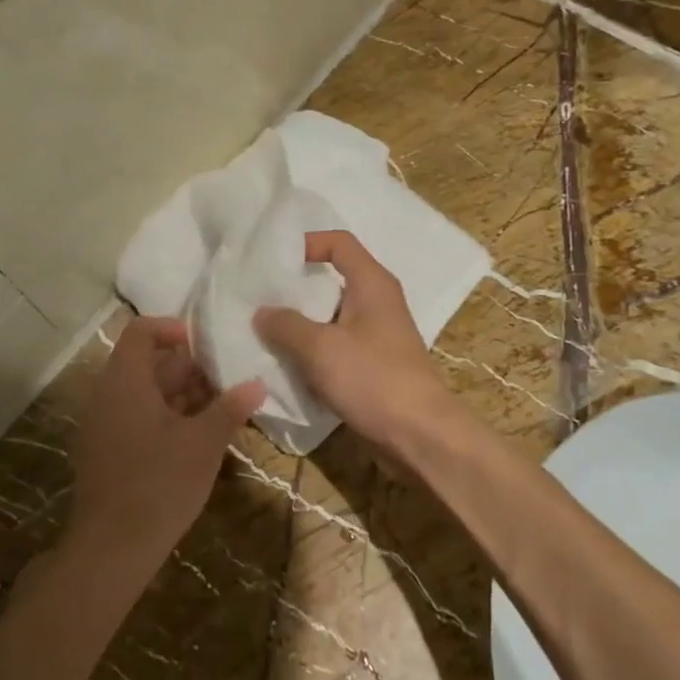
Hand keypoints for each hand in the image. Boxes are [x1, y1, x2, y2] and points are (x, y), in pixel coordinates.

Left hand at [63, 316, 263, 569]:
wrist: (110, 550)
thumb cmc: (159, 485)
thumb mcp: (203, 444)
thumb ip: (230, 409)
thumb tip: (257, 383)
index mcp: (125, 382)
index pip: (140, 332)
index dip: (172, 328)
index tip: (205, 342)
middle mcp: (108, 396)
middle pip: (147, 364)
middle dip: (188, 366)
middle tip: (228, 375)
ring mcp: (104, 426)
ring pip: (145, 394)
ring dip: (182, 394)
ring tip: (223, 403)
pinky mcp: (107, 453)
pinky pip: (138, 418)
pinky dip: (168, 417)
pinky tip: (200, 434)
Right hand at [254, 231, 462, 456]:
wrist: (420, 436)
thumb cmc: (373, 379)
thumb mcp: (320, 348)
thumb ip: (286, 325)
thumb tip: (261, 313)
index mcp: (372, 283)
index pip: (339, 243)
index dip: (307, 243)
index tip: (274, 261)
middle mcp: (377, 301)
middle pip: (332, 280)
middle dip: (296, 288)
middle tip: (260, 298)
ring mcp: (378, 334)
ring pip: (331, 316)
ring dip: (302, 324)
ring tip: (265, 332)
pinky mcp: (375, 364)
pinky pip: (338, 345)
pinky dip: (315, 351)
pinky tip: (289, 365)